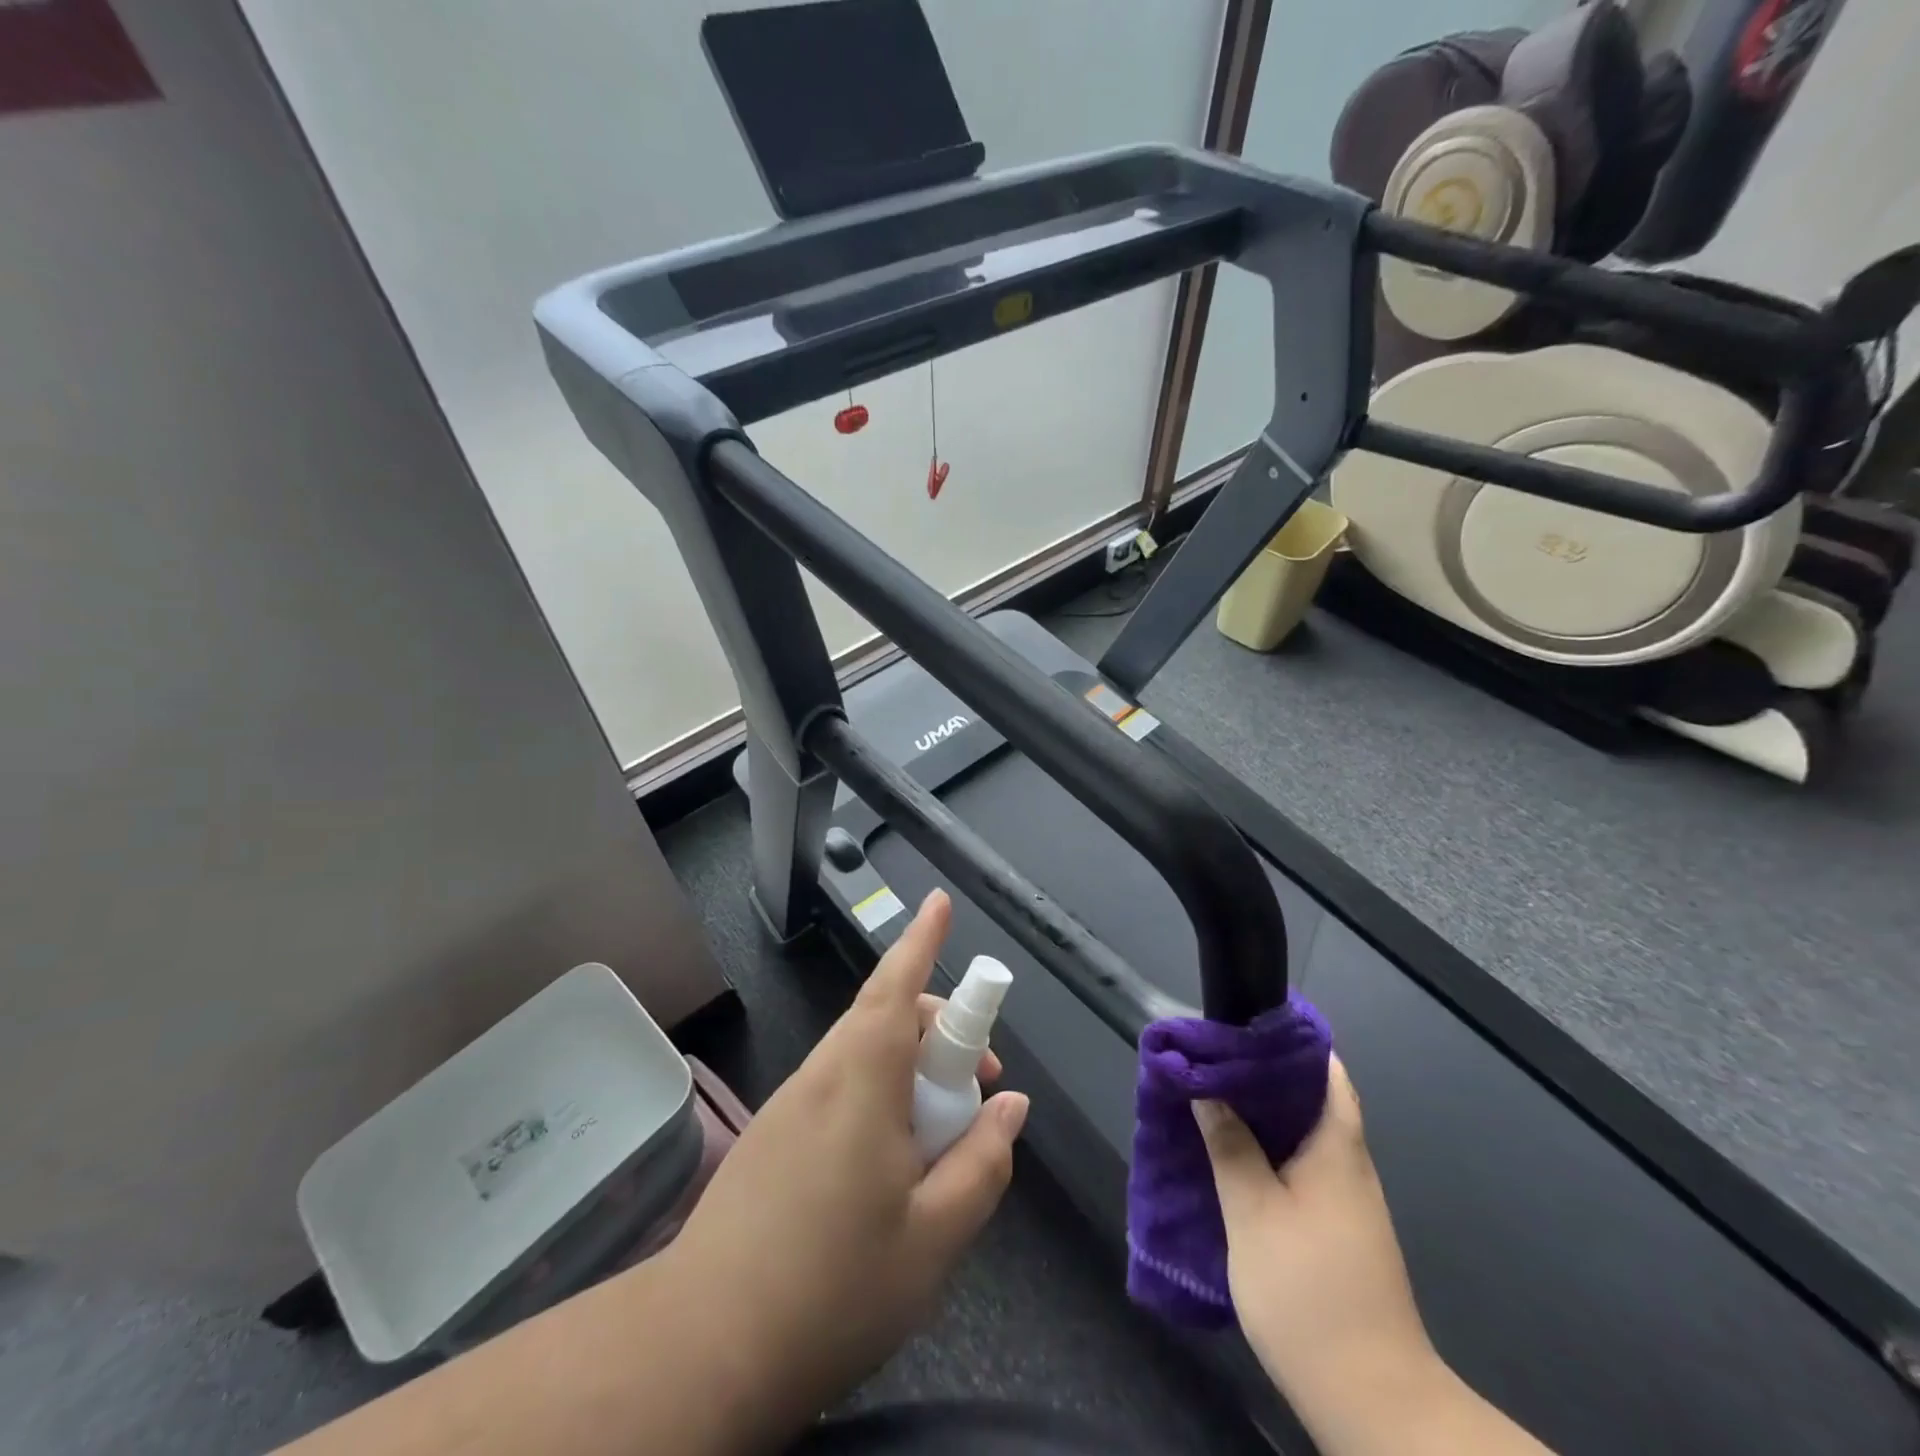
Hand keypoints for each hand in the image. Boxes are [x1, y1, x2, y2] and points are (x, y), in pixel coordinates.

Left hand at [667, 890, 1028, 1434]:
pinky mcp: (773, 1135)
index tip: (940, 901)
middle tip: (980, 1085)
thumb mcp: (934, 1237)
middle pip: (885, 1018)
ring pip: (862, 1054)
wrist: (701, 1346)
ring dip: (911, 1067)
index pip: (895, 989)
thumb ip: (982, 1163)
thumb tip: (1010, 1106)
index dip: (922, 940)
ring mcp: (791, 1104)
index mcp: (861, 1082)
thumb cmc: (832, 1288)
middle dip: (939, 1028)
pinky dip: (880, 1094)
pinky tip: (890, 1163)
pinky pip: (839, 1087)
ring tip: (942, 1135)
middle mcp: (822, 1076)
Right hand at [1194, 1057, 1437, 1417]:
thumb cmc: (1309, 1291)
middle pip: (1311, 1098)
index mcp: (1337, 1148)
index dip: (1287, 1042)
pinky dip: (1267, 1149)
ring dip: (1261, 1114)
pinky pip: (1301, 1167)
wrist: (1370, 1399)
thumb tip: (1206, 1089)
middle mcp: (1349, 1165)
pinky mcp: (1337, 1230)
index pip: (1325, 1071)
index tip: (1241, 1027)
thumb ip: (1229, 1145)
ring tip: (1210, 1098)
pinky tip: (1232, 1156)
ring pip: (1303, 1134)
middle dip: (1261, 1075)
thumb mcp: (1253, 1212)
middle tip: (1210, 1061)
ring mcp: (1347, 1201)